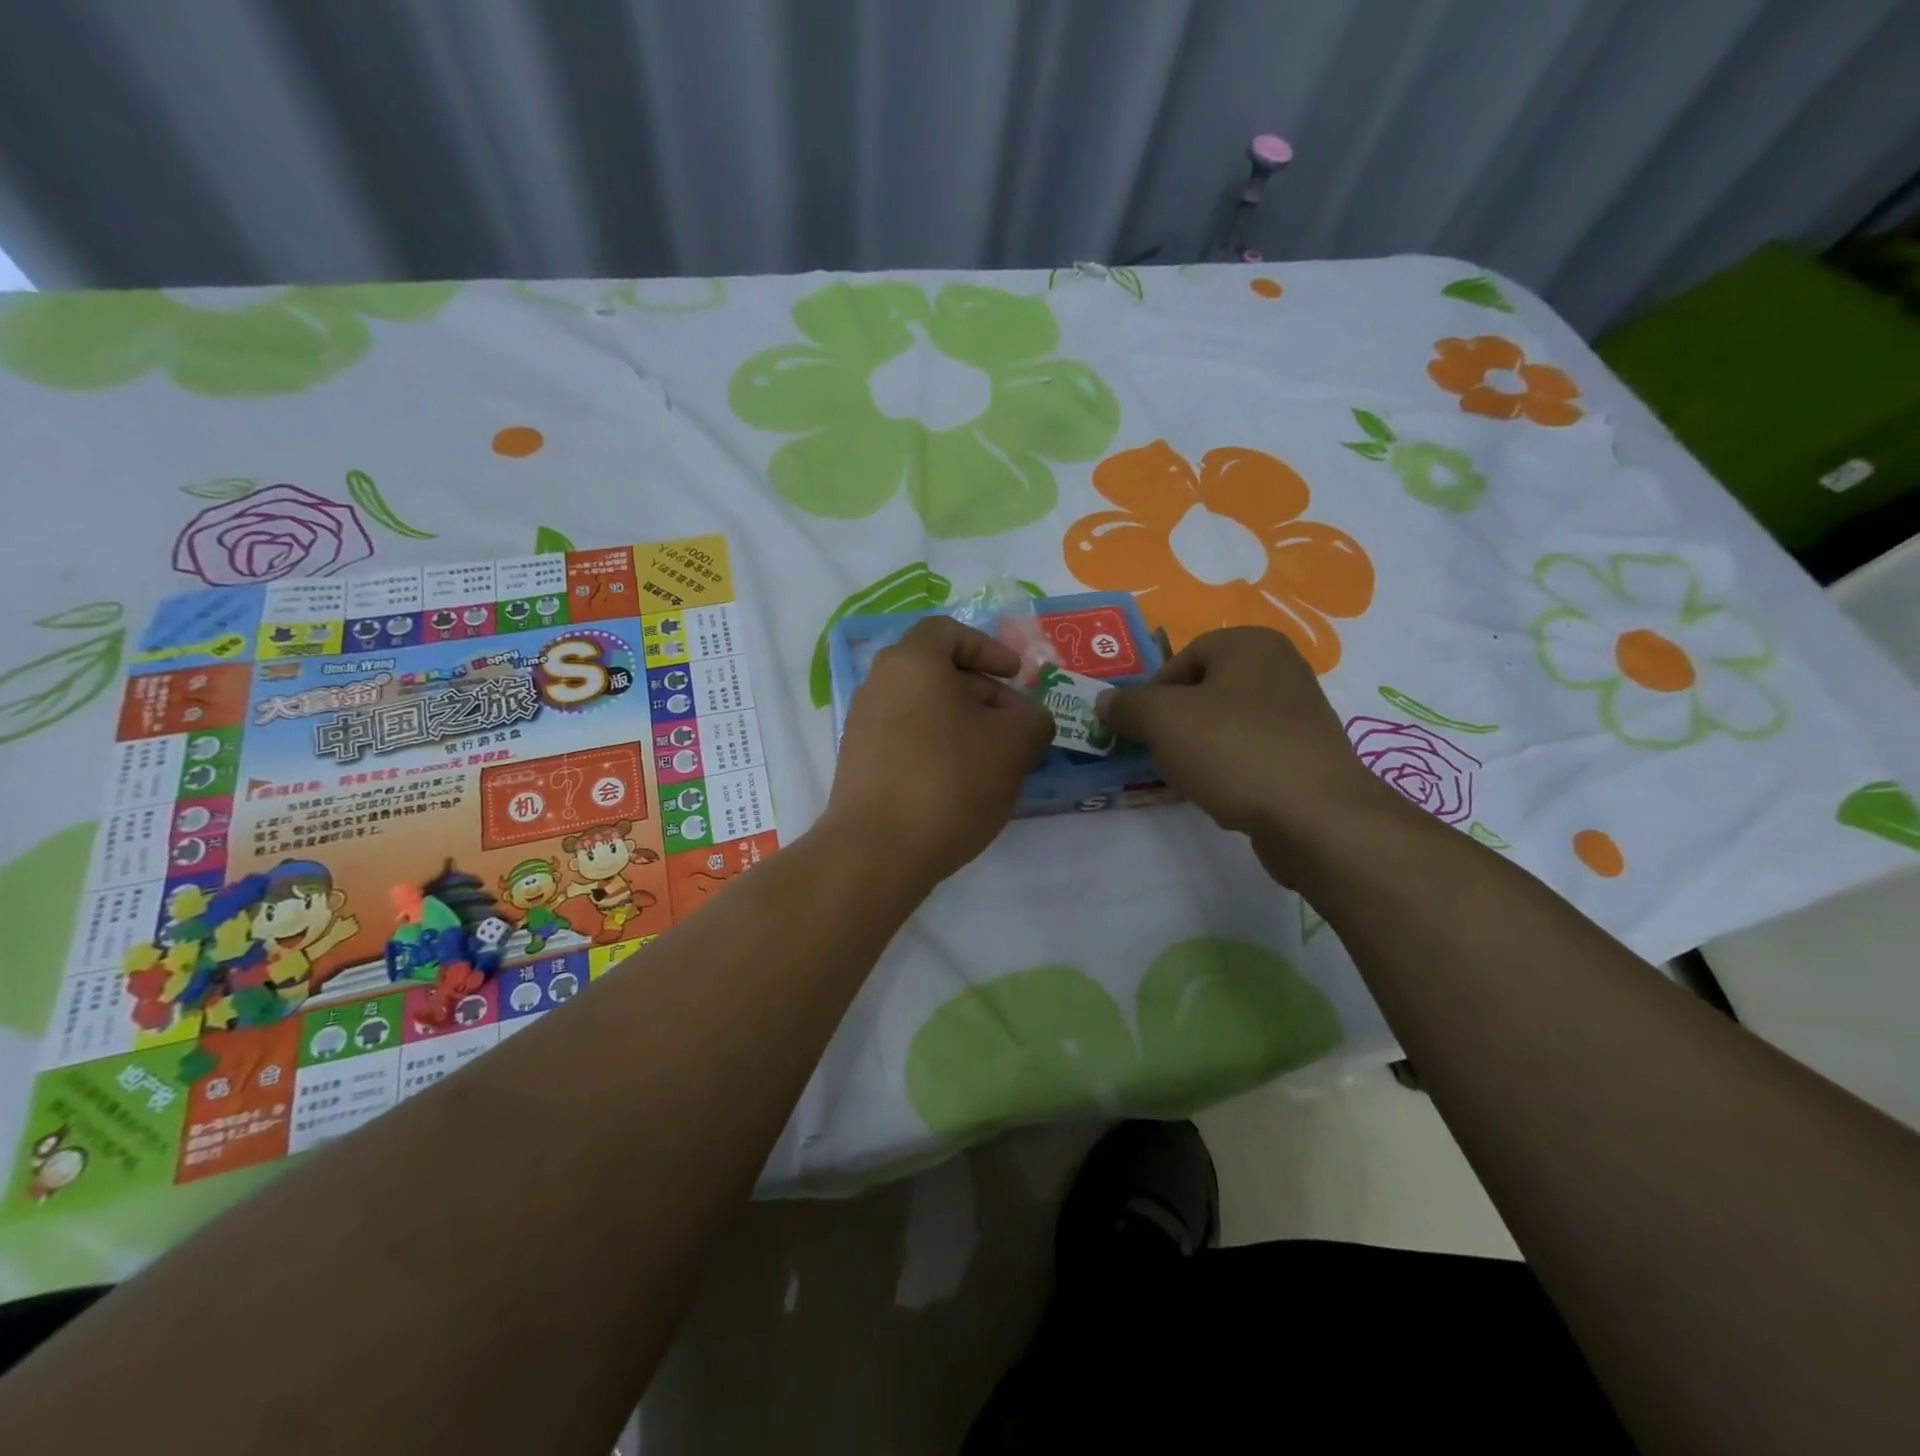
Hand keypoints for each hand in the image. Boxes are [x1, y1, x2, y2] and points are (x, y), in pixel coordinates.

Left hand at [825, 616, 1053, 886]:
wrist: (878, 850)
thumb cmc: (950, 780)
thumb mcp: (1013, 745)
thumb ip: (1032, 720)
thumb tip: (1030, 720)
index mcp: (911, 662)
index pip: (949, 632)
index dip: (989, 649)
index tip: (1016, 676)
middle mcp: (879, 684)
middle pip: (937, 673)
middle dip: (983, 694)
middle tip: (1015, 727)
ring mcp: (863, 726)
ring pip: (924, 709)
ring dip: (963, 725)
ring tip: (995, 761)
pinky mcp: (859, 764)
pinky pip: (907, 740)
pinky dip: (938, 749)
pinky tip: (962, 785)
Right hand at [1097, 627, 1404, 877]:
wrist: (1315, 816)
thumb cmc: (1234, 750)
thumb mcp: (1163, 720)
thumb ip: (1127, 705)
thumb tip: (1105, 701)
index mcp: (1251, 644)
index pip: (1183, 658)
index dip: (1153, 693)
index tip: (1141, 729)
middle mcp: (1282, 668)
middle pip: (1205, 691)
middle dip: (1175, 722)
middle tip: (1159, 753)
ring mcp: (1301, 714)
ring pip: (1227, 724)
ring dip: (1200, 748)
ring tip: (1189, 777)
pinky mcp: (1308, 755)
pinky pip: (1252, 752)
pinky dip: (1230, 768)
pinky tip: (1221, 794)